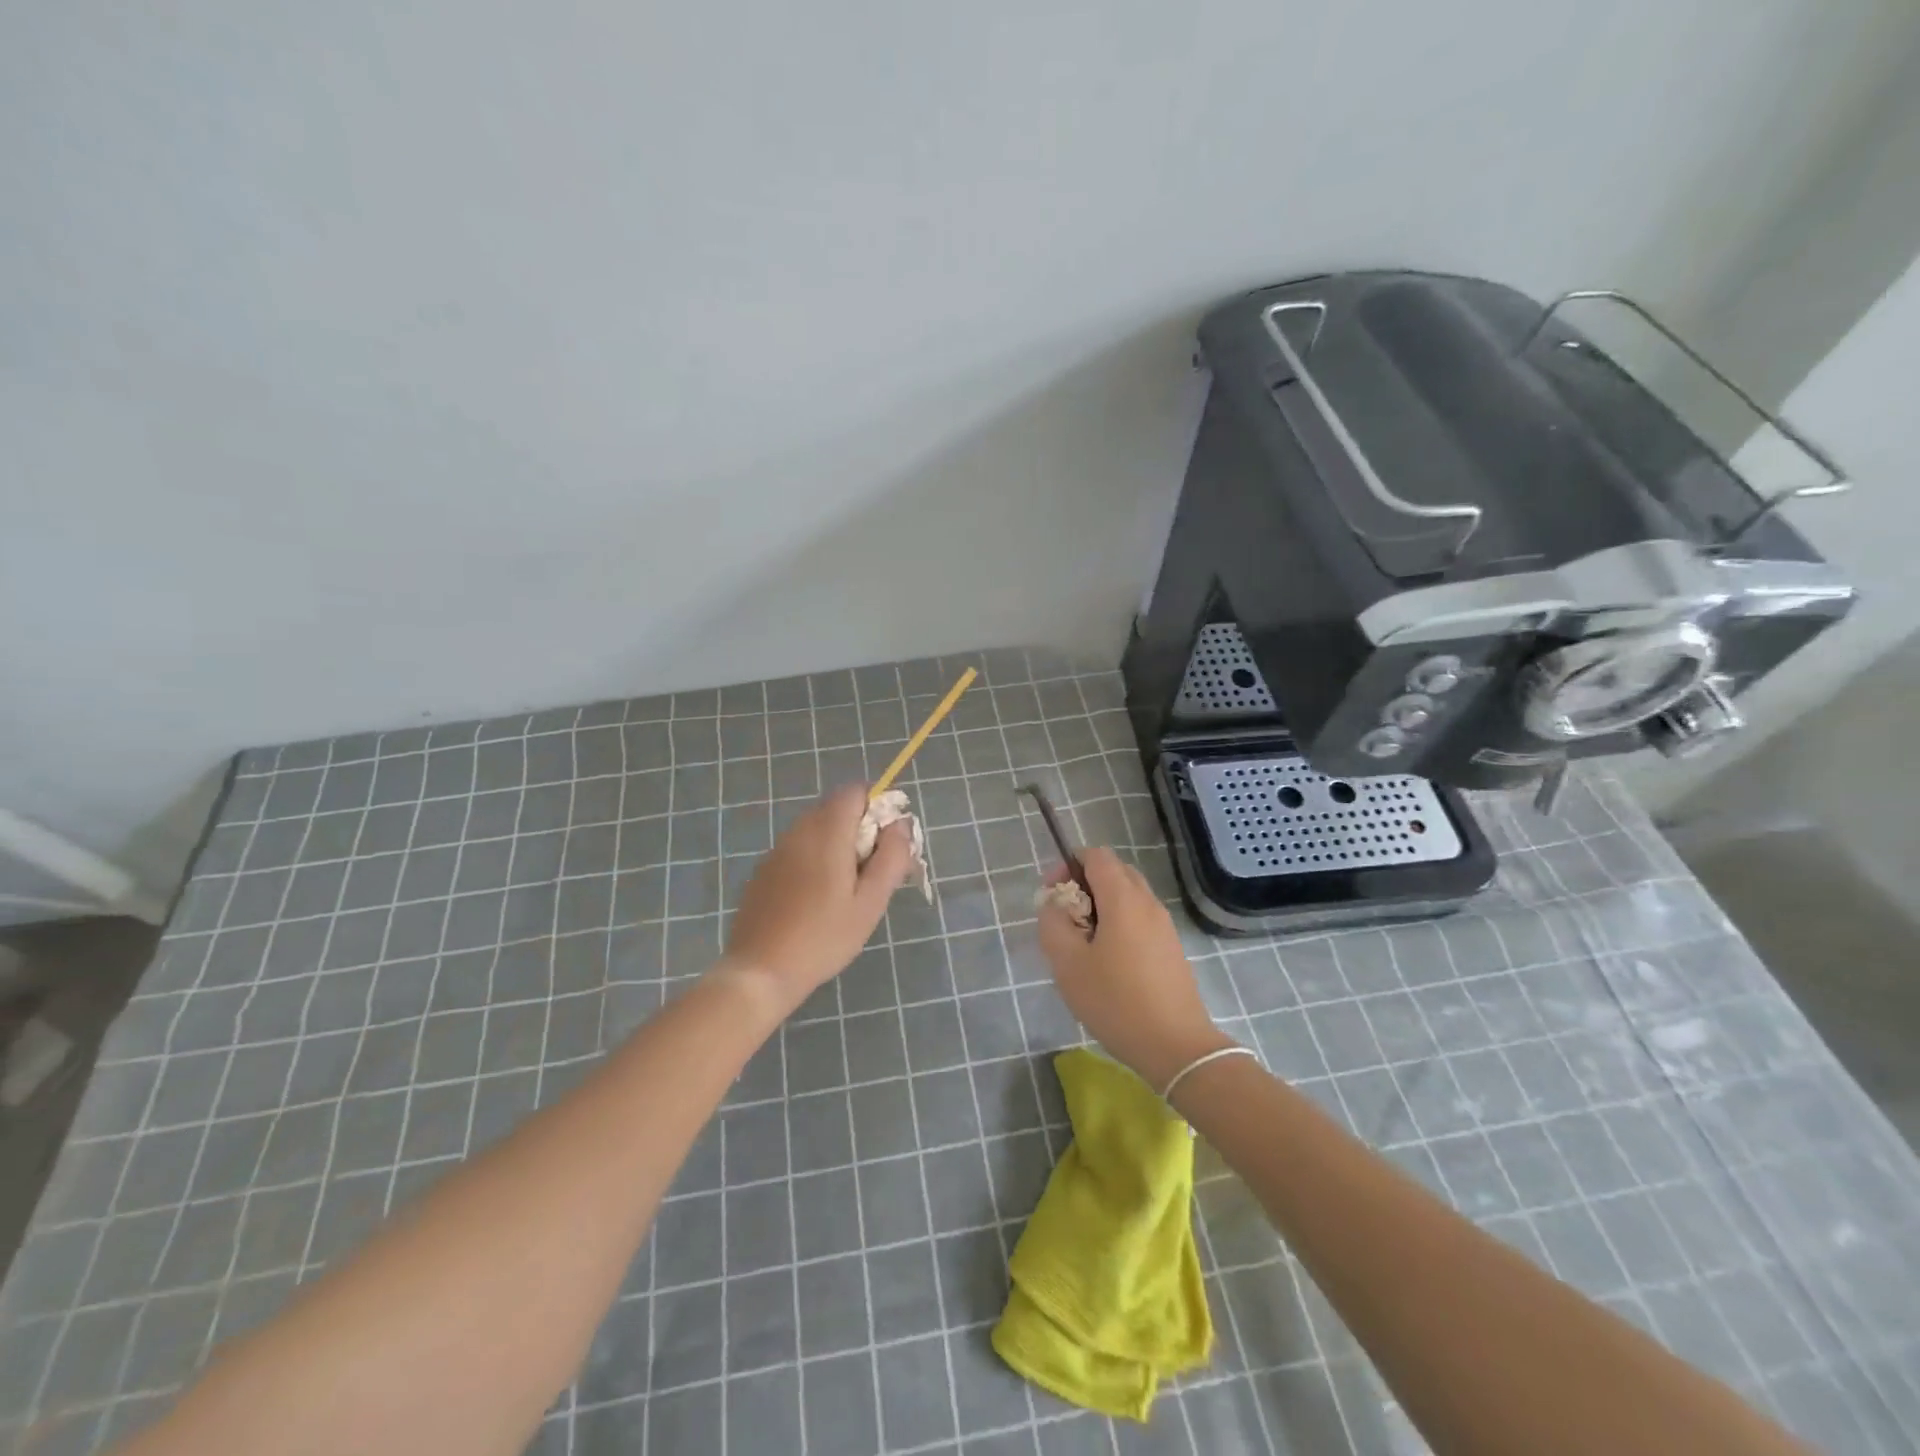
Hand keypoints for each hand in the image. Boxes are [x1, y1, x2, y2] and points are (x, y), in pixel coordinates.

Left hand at [721, 784, 912, 1011]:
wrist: (760, 971)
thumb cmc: (823, 937)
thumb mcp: (870, 902)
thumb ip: (891, 857)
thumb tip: (901, 824)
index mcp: (827, 832)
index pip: (854, 791)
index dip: (876, 807)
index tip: (886, 843)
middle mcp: (798, 831)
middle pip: (835, 808)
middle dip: (859, 828)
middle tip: (871, 872)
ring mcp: (776, 850)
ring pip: (816, 829)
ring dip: (836, 844)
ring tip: (845, 890)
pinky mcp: (763, 870)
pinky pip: (797, 849)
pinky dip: (814, 859)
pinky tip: (816, 900)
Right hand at [1036, 847, 1232, 1090]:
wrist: (1176, 1046)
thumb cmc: (1116, 1002)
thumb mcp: (1068, 964)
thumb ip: (1053, 924)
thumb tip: (1054, 904)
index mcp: (1123, 898)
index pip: (1096, 855)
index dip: (1069, 864)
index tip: (1052, 894)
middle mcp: (1147, 902)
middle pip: (1114, 871)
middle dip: (1085, 883)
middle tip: (1065, 916)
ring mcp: (1164, 925)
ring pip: (1128, 895)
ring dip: (1102, 904)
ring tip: (1083, 941)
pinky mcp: (1171, 947)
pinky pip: (1140, 917)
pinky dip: (1119, 922)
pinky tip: (1107, 960)